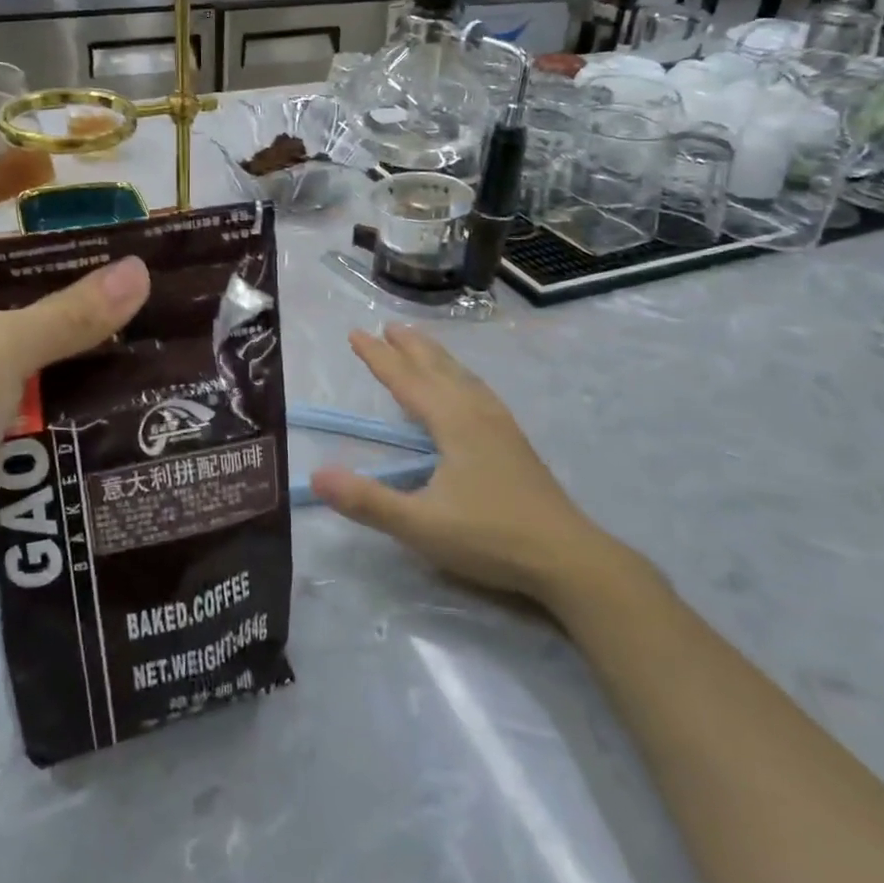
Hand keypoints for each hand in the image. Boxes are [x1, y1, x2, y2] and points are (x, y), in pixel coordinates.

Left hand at [0, 245, 150, 599]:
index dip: (62, 256)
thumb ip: (71, 312)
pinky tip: (91, 405)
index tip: (124, 268)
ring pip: (3, 356)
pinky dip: (36, 402)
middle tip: (138, 315)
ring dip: (57, 361)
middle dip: (67, 314)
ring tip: (130, 356)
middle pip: (4, 303)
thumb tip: (140, 270)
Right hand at [311, 325, 628, 611]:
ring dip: (436, 356)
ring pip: (462, 376)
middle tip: (387, 325)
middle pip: (437, 367)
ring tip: (420, 344)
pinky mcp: (514, 441)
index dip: (378, 356)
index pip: (406, 380)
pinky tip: (465, 389)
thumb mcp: (421, 525)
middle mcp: (476, 412)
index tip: (355, 332)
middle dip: (409, 346)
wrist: (567, 557)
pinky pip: (478, 390)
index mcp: (453, 421)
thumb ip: (367, 501)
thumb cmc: (490, 537)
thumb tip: (316, 474)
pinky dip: (459, 376)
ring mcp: (500, 424)